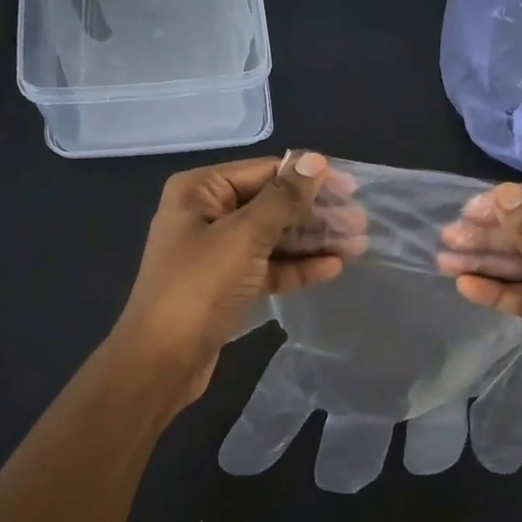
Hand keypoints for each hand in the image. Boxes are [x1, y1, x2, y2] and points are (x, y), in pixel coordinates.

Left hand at [111, 151, 364, 407]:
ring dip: (312, 241)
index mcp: (200, 190)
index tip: (352, 188)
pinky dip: (297, 266)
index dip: (309, 177)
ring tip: (357, 244)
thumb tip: (314, 160)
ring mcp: (216, 252)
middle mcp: (206, 214)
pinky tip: (332, 267)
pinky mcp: (227, 285)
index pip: (264, 172)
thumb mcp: (244, 236)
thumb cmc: (199, 288)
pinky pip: (267, 266)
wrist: (161, 361)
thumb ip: (283, 198)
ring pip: (272, 238)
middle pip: (271, 205)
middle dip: (315, 213)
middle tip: (360, 223)